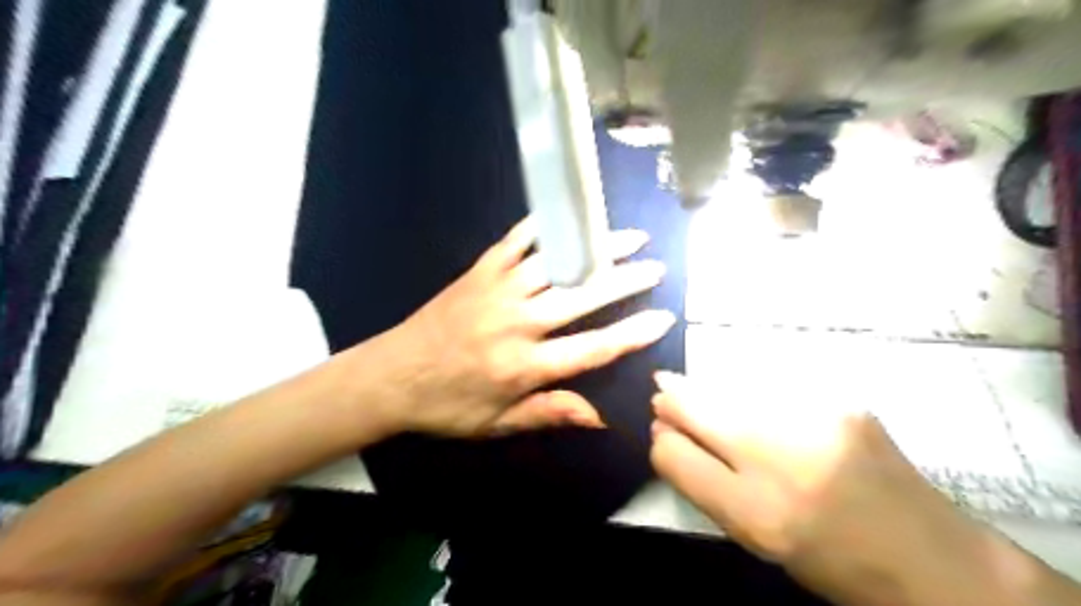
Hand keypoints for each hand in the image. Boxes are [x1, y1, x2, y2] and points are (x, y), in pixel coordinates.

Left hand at [363, 220, 671, 436]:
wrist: (389, 377)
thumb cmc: (447, 406)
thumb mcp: (498, 423)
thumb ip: (550, 413)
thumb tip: (601, 416)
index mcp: (524, 366)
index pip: (591, 348)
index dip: (631, 334)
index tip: (662, 318)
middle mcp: (517, 323)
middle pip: (582, 297)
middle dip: (625, 280)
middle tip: (658, 267)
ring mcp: (497, 291)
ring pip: (557, 264)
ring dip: (595, 249)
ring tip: (629, 237)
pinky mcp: (478, 272)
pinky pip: (516, 242)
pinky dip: (543, 227)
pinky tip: (567, 214)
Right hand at [645, 372, 985, 603]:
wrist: (933, 558)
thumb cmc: (829, 559)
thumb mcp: (755, 538)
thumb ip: (704, 485)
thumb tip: (666, 435)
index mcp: (755, 514)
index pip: (673, 454)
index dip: (661, 440)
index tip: (661, 430)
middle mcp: (781, 460)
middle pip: (697, 406)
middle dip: (672, 398)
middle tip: (663, 393)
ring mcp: (814, 421)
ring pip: (729, 387)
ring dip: (707, 388)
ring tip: (696, 387)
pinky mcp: (841, 400)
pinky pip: (768, 384)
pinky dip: (747, 389)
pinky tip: (751, 397)